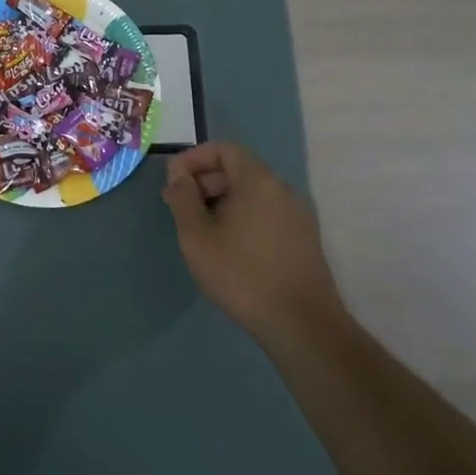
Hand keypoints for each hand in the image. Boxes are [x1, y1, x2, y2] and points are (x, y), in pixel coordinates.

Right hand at [162, 142, 347, 347]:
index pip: (225, 149)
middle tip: (178, 206)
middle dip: (205, 181)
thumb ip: (183, 198)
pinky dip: (241, 216)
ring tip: (198, 229)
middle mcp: (283, 190)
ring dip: (221, 201)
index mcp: (259, 181)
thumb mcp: (197, 237)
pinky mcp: (303, 239)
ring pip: (252, 193)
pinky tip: (226, 246)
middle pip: (239, 170)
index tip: (172, 181)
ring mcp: (298, 215)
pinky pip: (266, 213)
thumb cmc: (242, 275)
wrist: (302, 325)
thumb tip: (178, 174)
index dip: (194, 158)